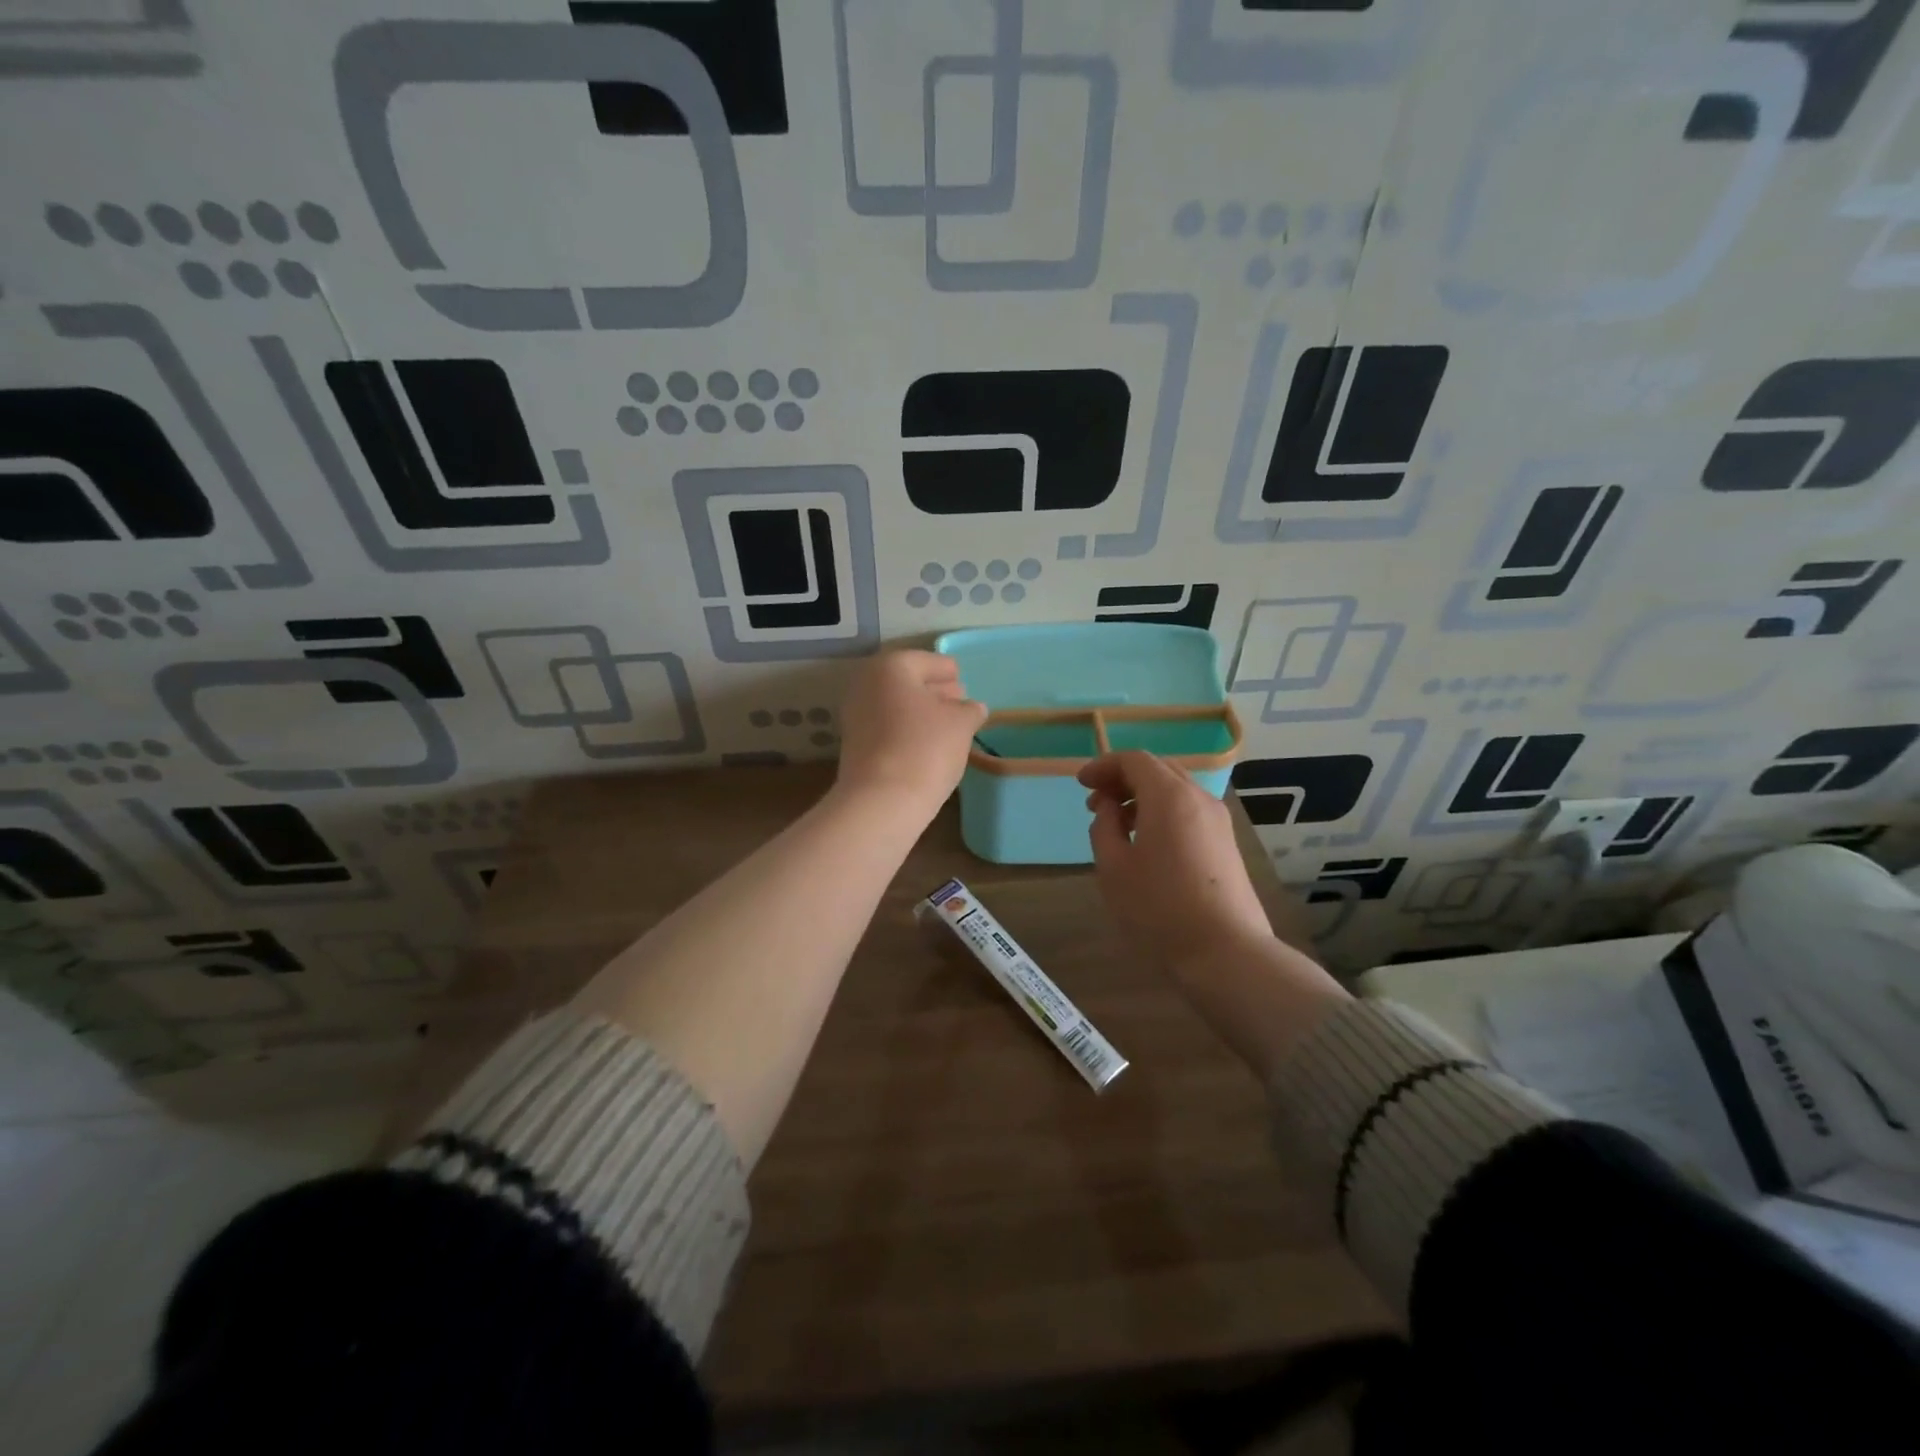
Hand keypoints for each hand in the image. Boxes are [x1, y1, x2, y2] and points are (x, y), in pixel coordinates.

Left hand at [834, 649, 986, 818]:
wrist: (881, 801)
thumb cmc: (925, 748)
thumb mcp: (960, 724)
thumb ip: (969, 710)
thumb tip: (973, 707)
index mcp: (890, 668)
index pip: (926, 661)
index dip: (947, 670)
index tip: (963, 678)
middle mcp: (866, 685)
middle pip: (906, 682)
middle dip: (933, 690)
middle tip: (959, 700)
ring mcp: (856, 717)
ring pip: (896, 706)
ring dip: (921, 712)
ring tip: (950, 725)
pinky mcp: (855, 746)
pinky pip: (888, 728)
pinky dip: (907, 730)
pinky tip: (929, 744)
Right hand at [1079, 751, 1275, 974]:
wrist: (1225, 951)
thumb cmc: (1159, 907)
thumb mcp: (1113, 867)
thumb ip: (1104, 826)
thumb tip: (1110, 808)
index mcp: (1169, 796)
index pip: (1134, 760)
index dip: (1103, 766)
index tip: (1081, 784)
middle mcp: (1198, 798)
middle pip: (1158, 769)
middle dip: (1123, 779)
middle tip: (1096, 802)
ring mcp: (1218, 821)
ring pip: (1176, 790)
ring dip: (1143, 796)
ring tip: (1117, 824)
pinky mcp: (1226, 843)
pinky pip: (1189, 810)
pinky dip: (1162, 812)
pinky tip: (1147, 842)